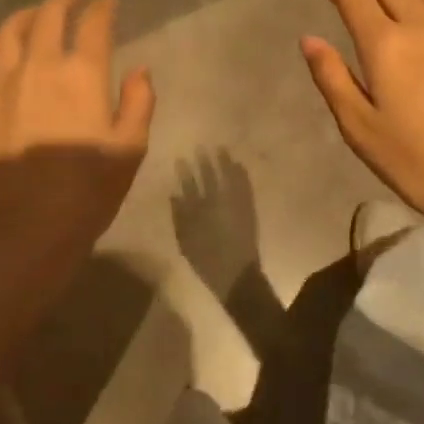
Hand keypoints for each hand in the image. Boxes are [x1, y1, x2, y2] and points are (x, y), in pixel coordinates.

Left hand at [0, 0, 154, 263]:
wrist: (25, 226)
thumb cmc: (87, 190)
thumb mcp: (130, 149)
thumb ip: (139, 103)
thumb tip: (139, 71)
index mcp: (83, 75)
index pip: (94, 25)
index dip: (104, 8)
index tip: (110, 3)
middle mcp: (40, 66)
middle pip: (49, 16)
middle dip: (66, 0)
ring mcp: (3, 82)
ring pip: (11, 30)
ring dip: (29, 14)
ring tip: (39, 13)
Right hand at [170, 149, 261, 294]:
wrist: (236, 276)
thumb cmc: (207, 262)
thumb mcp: (185, 243)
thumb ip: (179, 218)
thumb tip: (175, 195)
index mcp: (198, 212)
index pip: (189, 186)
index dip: (185, 172)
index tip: (181, 159)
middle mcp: (216, 203)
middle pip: (209, 178)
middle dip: (205, 162)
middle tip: (201, 147)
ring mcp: (234, 205)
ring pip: (228, 178)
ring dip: (224, 163)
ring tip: (221, 149)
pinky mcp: (248, 209)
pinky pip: (245, 187)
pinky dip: (241, 175)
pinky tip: (239, 165)